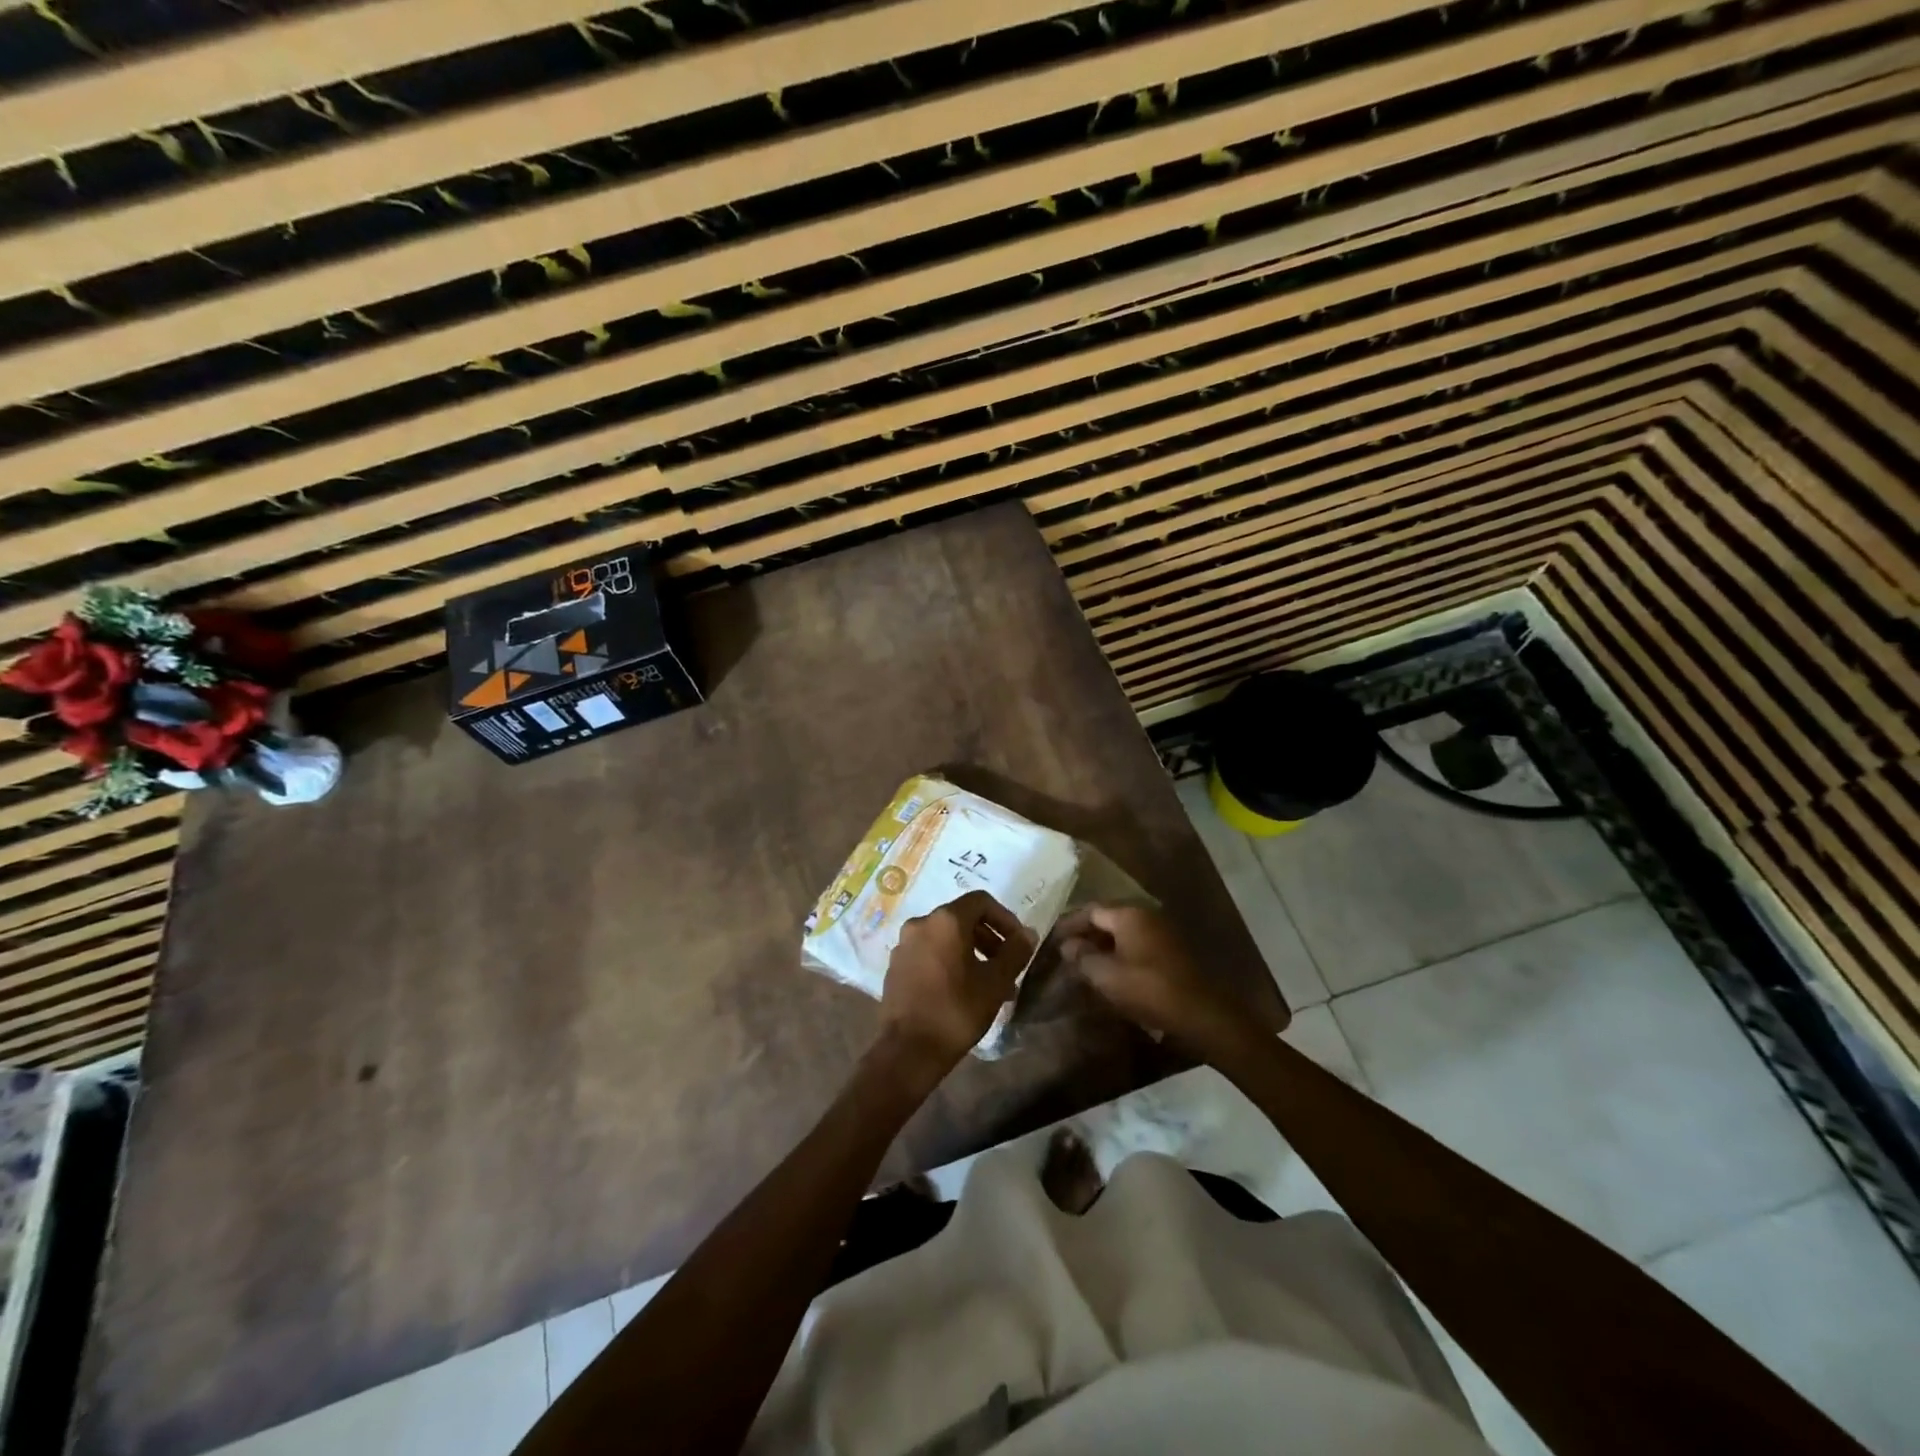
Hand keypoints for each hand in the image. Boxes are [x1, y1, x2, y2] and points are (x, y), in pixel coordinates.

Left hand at [878, 891, 1033, 1080]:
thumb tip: (1027, 933)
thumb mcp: (995, 982)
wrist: (908, 1050)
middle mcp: (921, 923)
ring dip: (971, 952)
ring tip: (989, 983)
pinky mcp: (895, 965)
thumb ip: (1015, 952)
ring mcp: (904, 944)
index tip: (1018, 943)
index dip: (1005, 918)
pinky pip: (929, 952)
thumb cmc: (956, 1011)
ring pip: (945, 937)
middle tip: (1006, 965)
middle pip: (962, 918)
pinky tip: (961, 990)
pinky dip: (949, 961)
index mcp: (945, 920)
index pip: (981, 901)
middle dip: (989, 938)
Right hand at [1057, 904, 1247, 1053]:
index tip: (1052, 939)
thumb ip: (1082, 957)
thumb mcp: (1107, 975)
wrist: (1200, 1013)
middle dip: (1085, 935)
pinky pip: (1136, 945)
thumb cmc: (1148, 988)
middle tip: (1065, 953)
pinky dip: (1119, 954)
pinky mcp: (1171, 952)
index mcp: (1128, 915)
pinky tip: (1110, 973)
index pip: (1090, 911)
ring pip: (1122, 934)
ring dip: (1102, 946)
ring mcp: (1161, 933)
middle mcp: (1146, 916)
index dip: (1069, 924)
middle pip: (1107, 920)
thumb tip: (1067, 945)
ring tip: (1083, 965)